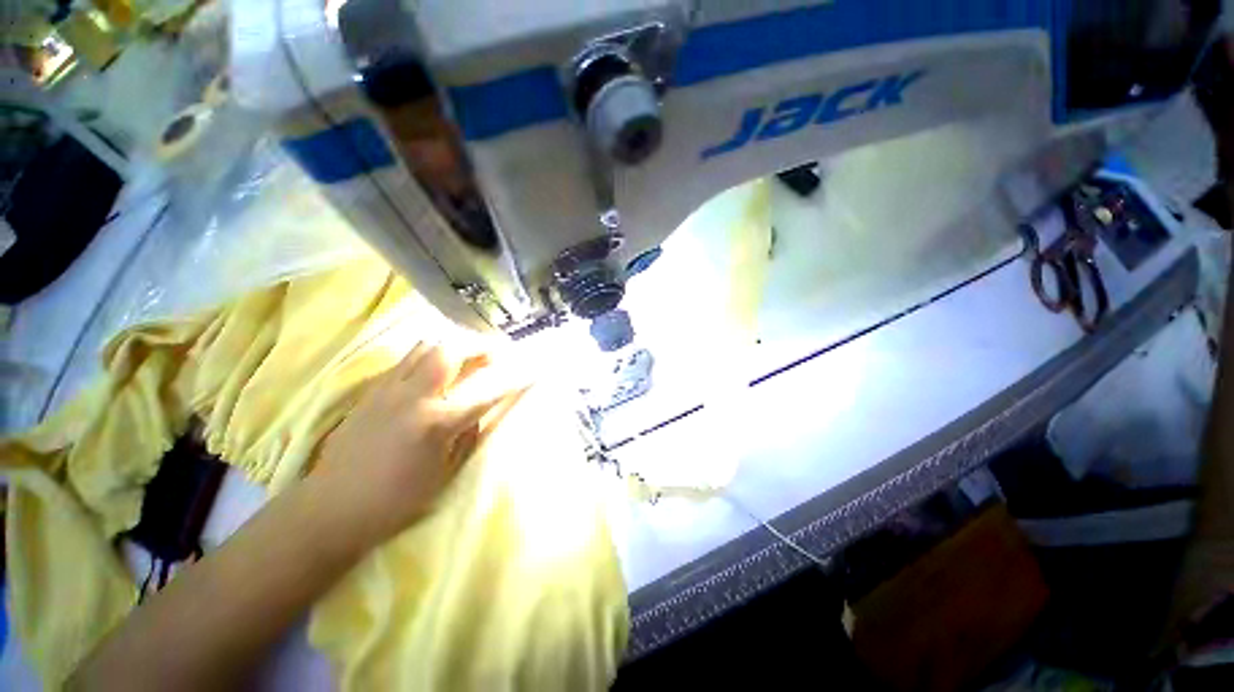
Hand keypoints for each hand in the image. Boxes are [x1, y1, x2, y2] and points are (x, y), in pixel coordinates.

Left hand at [315, 343, 526, 544]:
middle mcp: (414, 398)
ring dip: (449, 348)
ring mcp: (388, 391)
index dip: (513, 383)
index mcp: (437, 423)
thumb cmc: (396, 500)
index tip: (532, 372)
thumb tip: (477, 414)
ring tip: (462, 358)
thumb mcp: (444, 474)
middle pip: (449, 353)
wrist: (332, 509)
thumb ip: (467, 437)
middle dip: (477, 348)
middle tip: (491, 355)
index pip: (486, 396)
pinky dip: (424, 358)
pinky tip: (429, 373)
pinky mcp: (370, 393)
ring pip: (423, 349)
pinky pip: (403, 362)